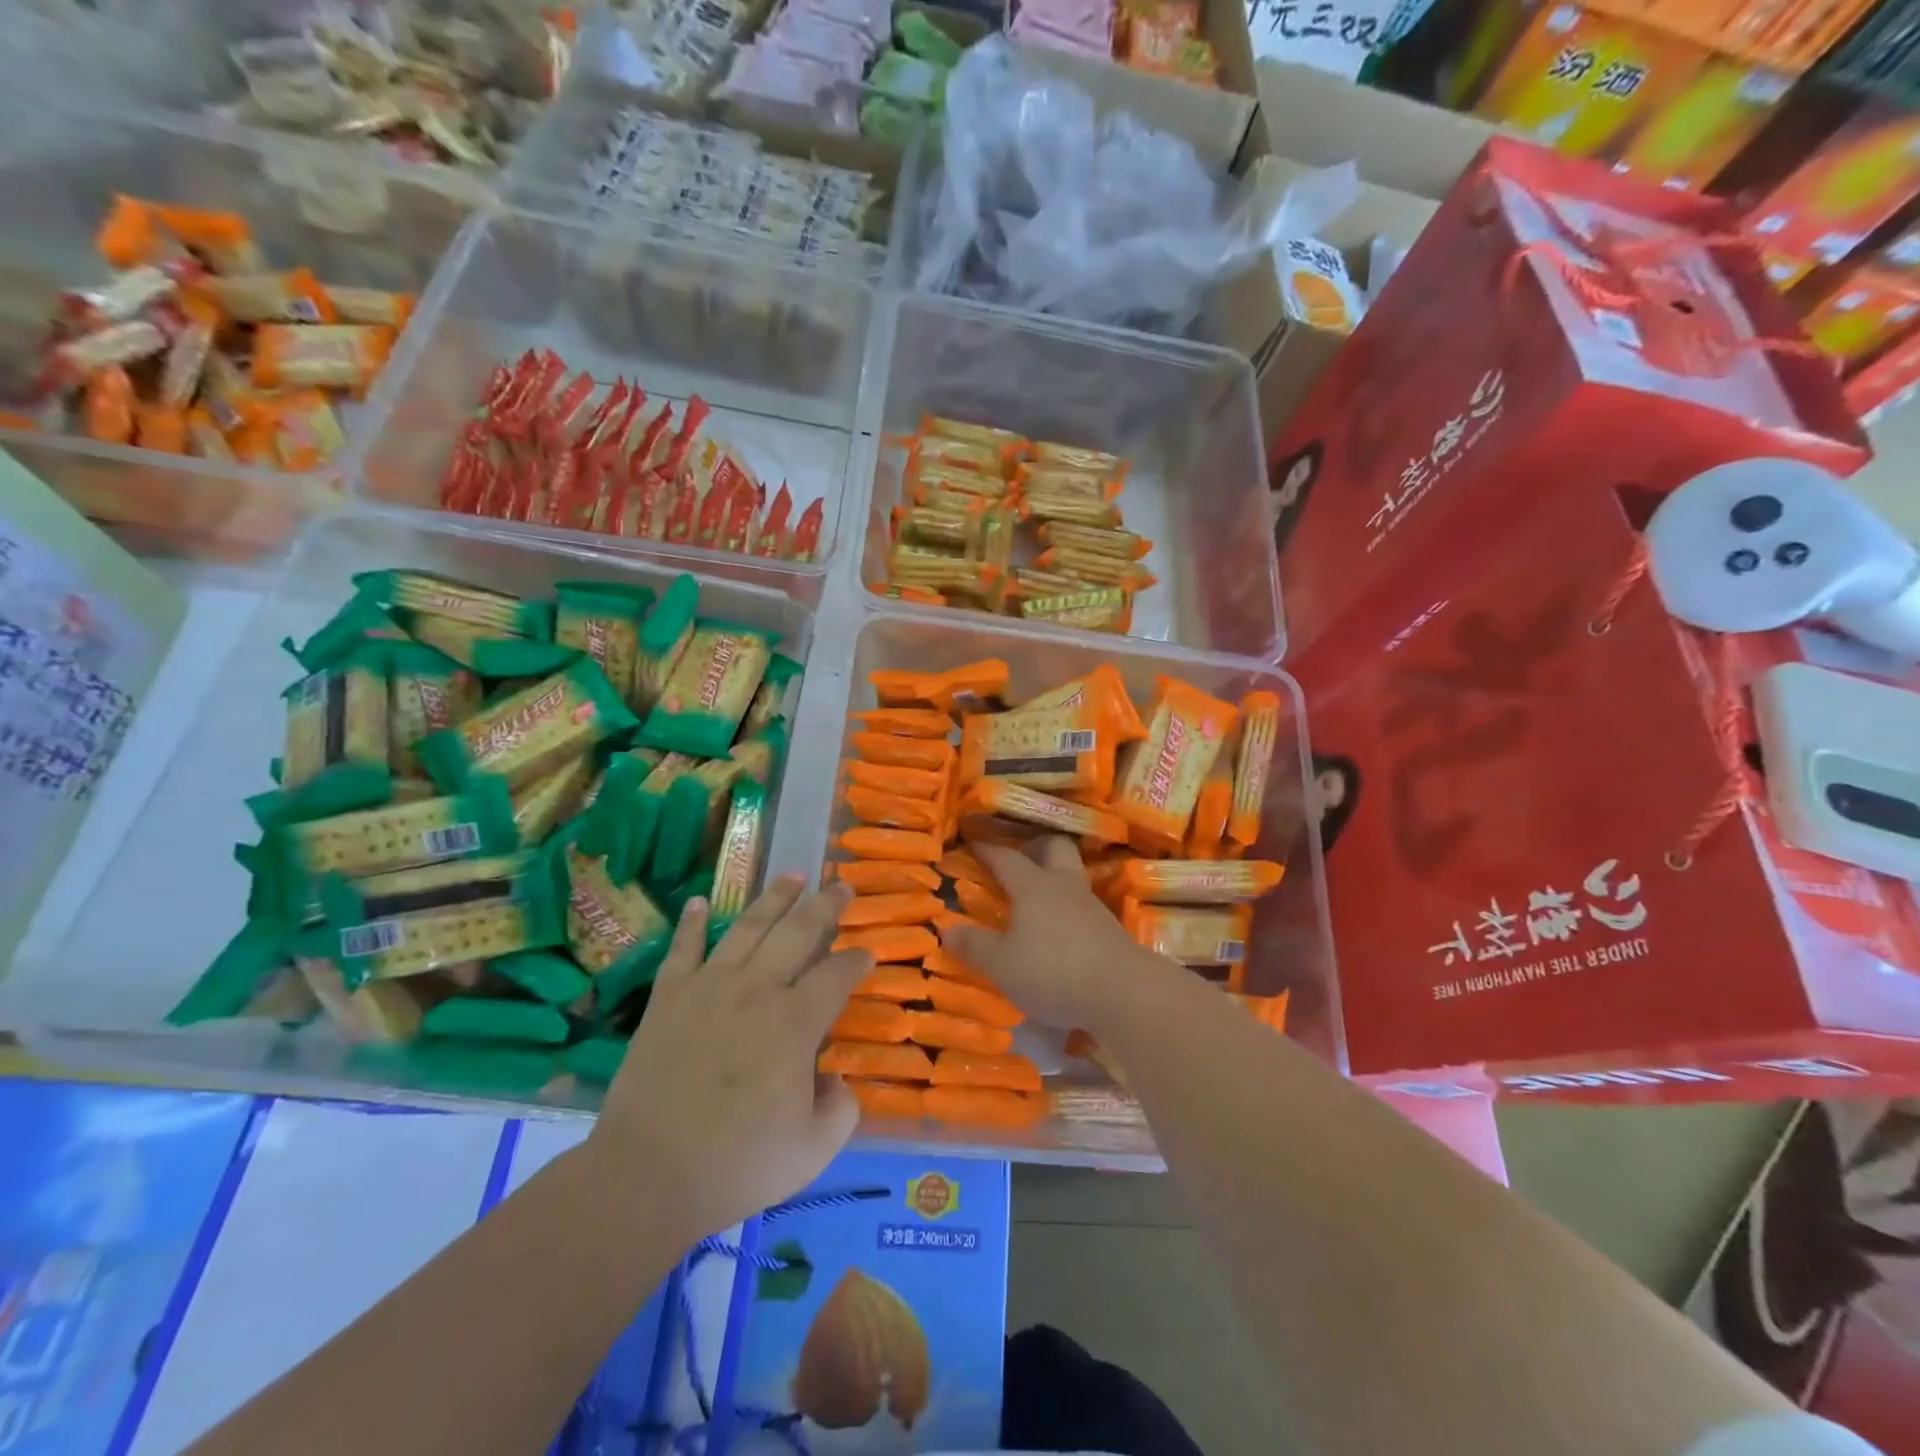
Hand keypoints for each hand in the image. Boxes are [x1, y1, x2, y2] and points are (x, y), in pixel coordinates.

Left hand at [585, 875, 870, 1244]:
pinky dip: (691, 923)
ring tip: (793, 874)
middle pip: (799, 932)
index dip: (857, 961)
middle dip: (826, 906)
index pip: (837, 974)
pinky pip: (683, 949)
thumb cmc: (738, 1164)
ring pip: (748, 927)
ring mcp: (709, 987)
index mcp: (795, 1023)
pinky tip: (698, 902)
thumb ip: (842, 1110)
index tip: (868, 956)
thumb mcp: (814, 1150)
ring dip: (773, 898)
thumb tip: (837, 1082)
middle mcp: (757, 990)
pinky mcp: (668, 998)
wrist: (647, 1176)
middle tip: (841, 886)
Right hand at [945, 836, 1163, 1030]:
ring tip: (1035, 898)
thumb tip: (946, 928)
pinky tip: (1058, 930)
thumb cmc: (1053, 970)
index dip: (987, 849)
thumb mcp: (1001, 964)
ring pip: (1071, 876)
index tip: (972, 841)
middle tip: (1017, 859)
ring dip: (1053, 879)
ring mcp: (1091, 906)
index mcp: (1033, 886)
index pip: (1006, 857)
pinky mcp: (1110, 930)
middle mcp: (1064, 886)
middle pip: (1053, 848)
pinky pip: (1082, 906)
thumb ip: (973, 945)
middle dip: (1034, 847)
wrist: (1124, 992)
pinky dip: (1067, 910)